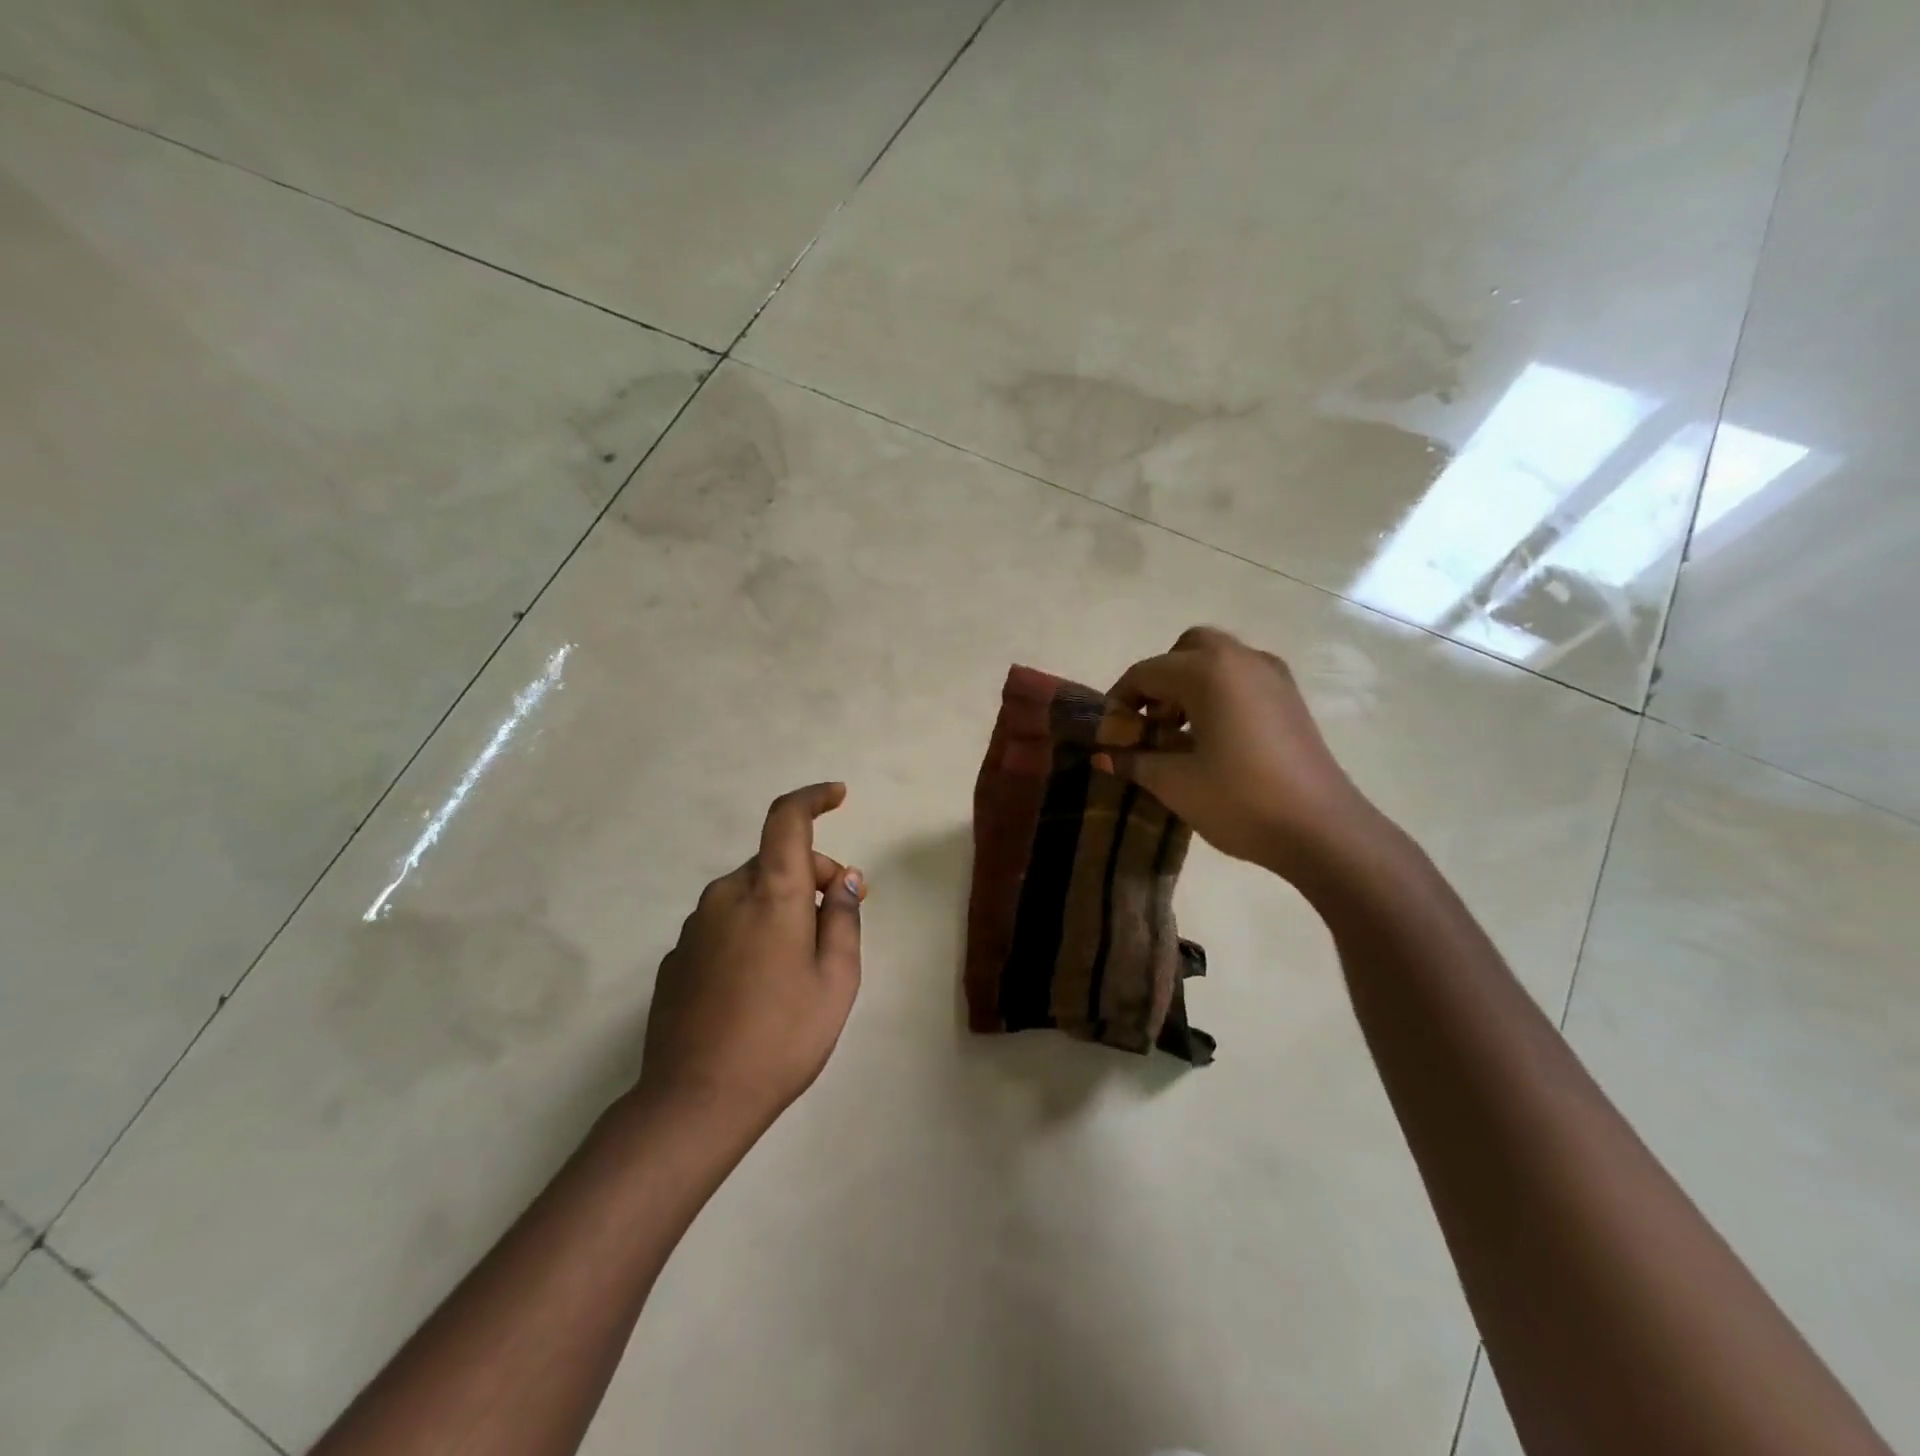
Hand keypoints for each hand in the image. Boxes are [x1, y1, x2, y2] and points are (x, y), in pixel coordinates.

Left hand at [636, 782, 865, 1137]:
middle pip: (775, 861)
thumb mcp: (836, 979)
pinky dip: (751, 930)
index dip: (813, 798)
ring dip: (781, 904)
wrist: (695, 1101)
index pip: (787, 819)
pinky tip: (759, 983)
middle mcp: (726, 896)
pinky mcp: (677, 958)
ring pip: (749, 893)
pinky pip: (724, 924)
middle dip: (812, 874)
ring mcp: (695, 927)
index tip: (837, 795)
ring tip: (801, 960)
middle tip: (841, 914)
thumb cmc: (782, 1036)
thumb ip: (843, 918)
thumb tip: (843, 879)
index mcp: (770, 893)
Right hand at [1097, 627, 1385, 880]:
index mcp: (1207, 671)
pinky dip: (1216, 695)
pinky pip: (1240, 679)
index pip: (1145, 673)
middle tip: (1149, 724)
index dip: (1119, 704)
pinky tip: (1211, 740)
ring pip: (1216, 662)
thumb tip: (1102, 756)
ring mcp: (1272, 676)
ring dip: (1187, 688)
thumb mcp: (1174, 782)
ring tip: (1177, 737)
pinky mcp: (1289, 698)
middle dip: (1158, 682)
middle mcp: (1240, 659)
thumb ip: (1133, 760)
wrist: (1321, 830)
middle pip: (1185, 651)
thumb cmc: (1239, 800)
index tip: (1111, 739)